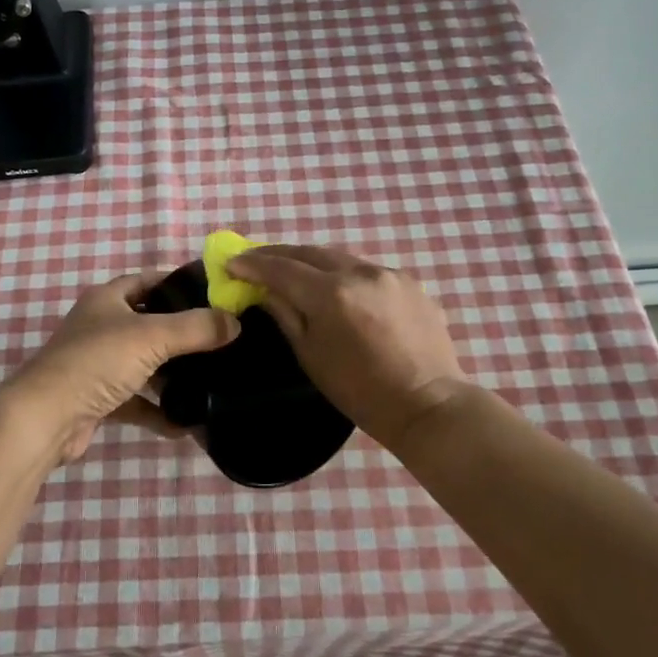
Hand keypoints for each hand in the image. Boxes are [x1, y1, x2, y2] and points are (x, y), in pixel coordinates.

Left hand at [5, 271, 240, 463]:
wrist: (44, 419)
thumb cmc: (96, 362)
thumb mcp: (152, 336)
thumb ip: (196, 327)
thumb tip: (235, 322)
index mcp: (107, 300)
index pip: (147, 280)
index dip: (178, 283)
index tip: (214, 294)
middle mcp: (100, 327)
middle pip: (149, 323)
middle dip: (182, 332)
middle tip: (221, 339)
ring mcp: (97, 365)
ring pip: (144, 364)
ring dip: (172, 374)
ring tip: (211, 380)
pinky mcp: (97, 399)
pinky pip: (137, 401)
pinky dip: (159, 411)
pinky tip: (187, 424)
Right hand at [226, 245, 469, 450]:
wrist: (427, 404)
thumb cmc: (360, 391)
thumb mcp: (311, 356)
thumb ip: (286, 314)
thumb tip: (264, 290)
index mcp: (331, 294)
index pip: (282, 268)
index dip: (252, 264)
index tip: (230, 262)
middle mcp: (360, 272)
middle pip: (310, 252)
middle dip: (280, 255)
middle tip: (255, 260)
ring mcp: (389, 273)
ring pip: (340, 258)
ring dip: (312, 262)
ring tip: (292, 270)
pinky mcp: (410, 282)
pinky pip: (366, 270)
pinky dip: (344, 274)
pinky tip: (337, 288)